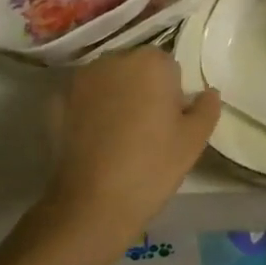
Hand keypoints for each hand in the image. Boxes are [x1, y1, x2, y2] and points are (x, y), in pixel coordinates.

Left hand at [39, 47, 220, 252]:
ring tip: (118, 138)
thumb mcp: (194, 141)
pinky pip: (83, 99)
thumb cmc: (151, 167)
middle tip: (146, 131)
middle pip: (136, 69)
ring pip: (109, 82)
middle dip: (142, 90)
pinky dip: (89, 112)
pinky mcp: (56, 101)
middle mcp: (115, 59)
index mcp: (151, 62)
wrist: (90, 205)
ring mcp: (82, 78)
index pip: (169, 68)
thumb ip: (207, 108)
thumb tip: (208, 92)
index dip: (171, 94)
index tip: (168, 124)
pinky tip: (93, 142)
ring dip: (115, 98)